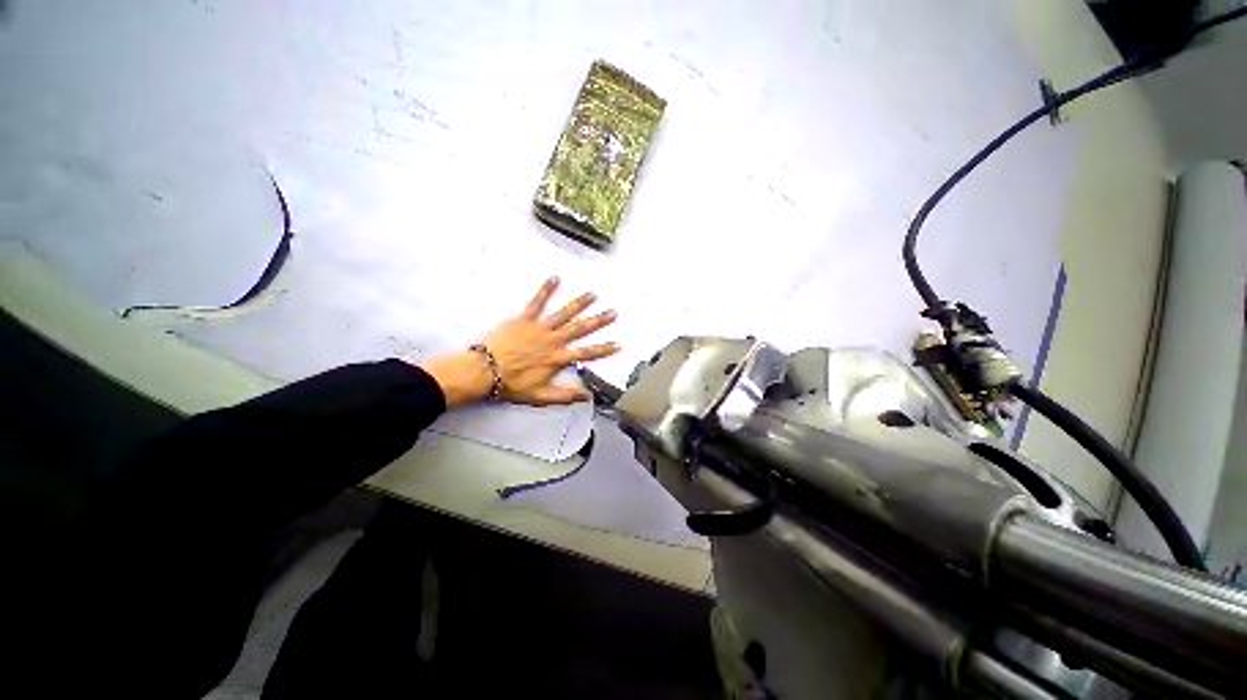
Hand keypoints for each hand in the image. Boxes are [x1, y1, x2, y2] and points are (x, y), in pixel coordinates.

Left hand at [418, 277, 618, 407]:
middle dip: (599, 320)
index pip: (587, 353)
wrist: (485, 371)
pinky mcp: (525, 319)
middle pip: (581, 328)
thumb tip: (587, 397)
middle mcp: (553, 340)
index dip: (604, 349)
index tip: (617, 344)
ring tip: (593, 294)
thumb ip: (565, 396)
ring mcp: (540, 328)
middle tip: (613, 312)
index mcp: (558, 358)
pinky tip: (555, 278)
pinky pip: (537, 302)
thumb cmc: (512, 384)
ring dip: (580, 303)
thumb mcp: (541, 396)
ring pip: (565, 313)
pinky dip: (546, 289)